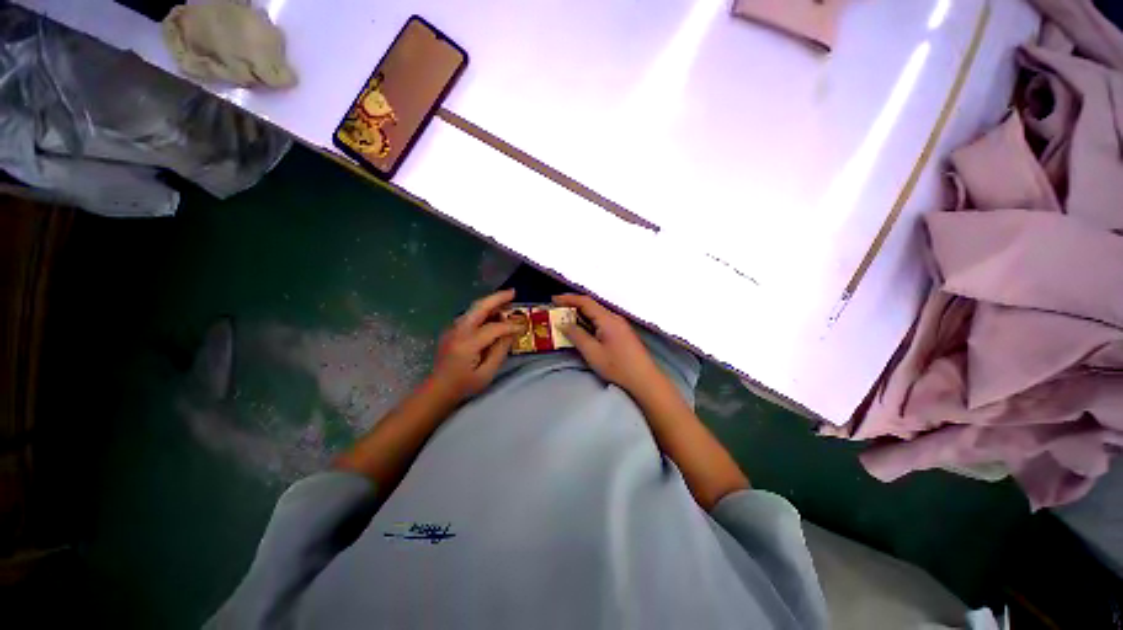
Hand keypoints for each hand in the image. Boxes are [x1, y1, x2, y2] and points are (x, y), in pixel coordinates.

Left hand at [430, 289, 521, 401]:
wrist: (438, 388)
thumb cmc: (464, 384)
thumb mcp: (487, 373)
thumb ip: (500, 351)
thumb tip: (511, 333)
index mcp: (467, 344)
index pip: (493, 328)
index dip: (510, 326)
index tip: (523, 326)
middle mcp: (458, 331)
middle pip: (479, 307)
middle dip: (497, 298)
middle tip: (514, 292)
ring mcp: (453, 328)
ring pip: (474, 308)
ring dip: (491, 302)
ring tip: (507, 300)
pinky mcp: (452, 329)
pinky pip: (470, 314)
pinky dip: (484, 310)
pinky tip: (494, 313)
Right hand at [553, 294, 668, 396]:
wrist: (644, 380)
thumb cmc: (617, 367)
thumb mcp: (593, 353)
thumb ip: (577, 335)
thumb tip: (563, 323)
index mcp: (608, 319)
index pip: (585, 301)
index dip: (568, 299)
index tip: (553, 300)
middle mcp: (614, 318)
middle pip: (591, 306)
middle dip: (573, 306)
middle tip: (556, 311)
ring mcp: (620, 325)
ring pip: (597, 313)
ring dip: (581, 314)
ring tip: (566, 319)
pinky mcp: (622, 333)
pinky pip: (602, 321)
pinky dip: (589, 321)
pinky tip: (583, 329)